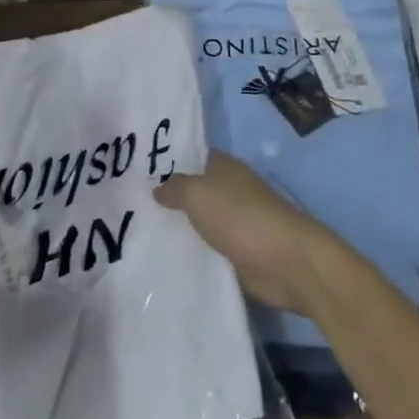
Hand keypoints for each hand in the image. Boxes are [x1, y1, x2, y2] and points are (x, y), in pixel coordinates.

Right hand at [155, 153, 344, 316]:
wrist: (285, 261)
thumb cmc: (240, 216)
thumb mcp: (198, 194)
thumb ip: (175, 188)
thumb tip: (158, 188)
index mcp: (224, 167)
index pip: (193, 157)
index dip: (170, 162)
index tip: (140, 173)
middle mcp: (231, 190)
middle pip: (196, 191)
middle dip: (172, 198)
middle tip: (133, 206)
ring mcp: (237, 222)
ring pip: (202, 221)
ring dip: (183, 228)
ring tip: (143, 233)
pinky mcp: (241, 253)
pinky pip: (211, 248)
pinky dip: (196, 252)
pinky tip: (169, 258)